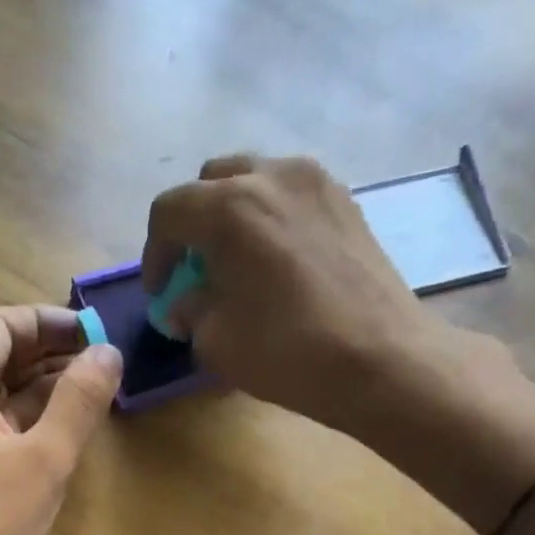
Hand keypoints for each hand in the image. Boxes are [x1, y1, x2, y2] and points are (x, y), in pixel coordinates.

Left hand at [0, 306, 121, 534]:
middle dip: (47, 352)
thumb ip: (79, 401)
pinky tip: (61, 428)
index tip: (92, 334)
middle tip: (99, 362)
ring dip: (40, 386)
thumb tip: (108, 352)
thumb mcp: (46, 459)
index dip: (47, 321)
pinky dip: (25, 419)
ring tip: (90, 391)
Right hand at [143, 155, 534, 526]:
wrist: (379, 358)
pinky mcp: (347, 202)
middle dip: (193, 223)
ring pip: (256, 180)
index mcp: (228, 208)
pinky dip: (272, 218)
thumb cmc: (286, 351)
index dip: (154, 253)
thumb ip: (190, 310)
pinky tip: (277, 262)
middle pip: (212, 181)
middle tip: (194, 268)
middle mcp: (271, 176)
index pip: (169, 211)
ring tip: (237, 262)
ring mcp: (316, 182)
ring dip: (233, 215)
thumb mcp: (215, 341)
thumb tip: (185, 302)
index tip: (161, 292)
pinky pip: (292, 195)